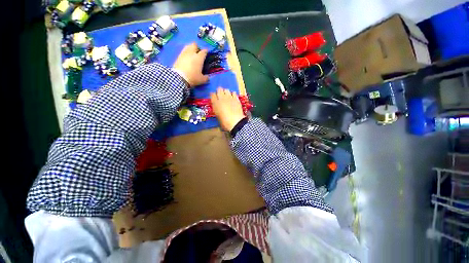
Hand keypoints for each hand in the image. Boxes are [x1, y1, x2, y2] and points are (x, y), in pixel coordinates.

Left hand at [173, 43, 208, 86]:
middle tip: (198, 53)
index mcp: (199, 58)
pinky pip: (183, 52)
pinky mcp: (178, 56)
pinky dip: (185, 54)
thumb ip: (206, 78)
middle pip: (194, 45)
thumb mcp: (202, 80)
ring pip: (188, 46)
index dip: (206, 51)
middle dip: (197, 47)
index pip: (204, 51)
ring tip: (192, 54)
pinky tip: (186, 58)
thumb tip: (208, 77)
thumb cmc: (193, 77)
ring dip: (190, 49)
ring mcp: (184, 54)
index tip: (207, 53)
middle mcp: (192, 53)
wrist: (179, 78)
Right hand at [211, 87, 244, 130]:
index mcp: (215, 103)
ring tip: (227, 97)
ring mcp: (229, 97)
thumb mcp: (218, 116)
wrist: (236, 122)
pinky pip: (234, 92)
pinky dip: (233, 94)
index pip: (212, 94)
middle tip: (221, 97)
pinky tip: (233, 98)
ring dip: (226, 92)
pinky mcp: (236, 98)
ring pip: (226, 89)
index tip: (214, 98)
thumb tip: (218, 107)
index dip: (213, 96)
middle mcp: (221, 98)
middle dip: (219, 92)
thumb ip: (217, 109)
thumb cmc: (225, 122)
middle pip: (219, 89)